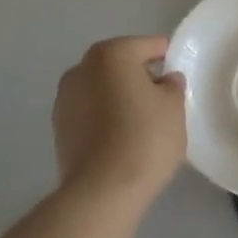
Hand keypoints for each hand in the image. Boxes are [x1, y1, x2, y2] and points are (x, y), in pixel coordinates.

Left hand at [53, 36, 186, 202]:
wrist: (102, 192)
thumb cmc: (145, 138)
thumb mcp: (174, 107)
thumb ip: (172, 85)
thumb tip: (165, 80)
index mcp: (112, 53)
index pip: (148, 46)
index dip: (167, 58)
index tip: (179, 77)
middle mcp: (82, 68)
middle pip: (121, 65)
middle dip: (140, 78)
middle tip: (163, 101)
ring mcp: (65, 99)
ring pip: (103, 89)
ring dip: (120, 98)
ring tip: (142, 123)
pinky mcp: (59, 129)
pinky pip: (90, 113)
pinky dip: (105, 118)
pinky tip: (122, 139)